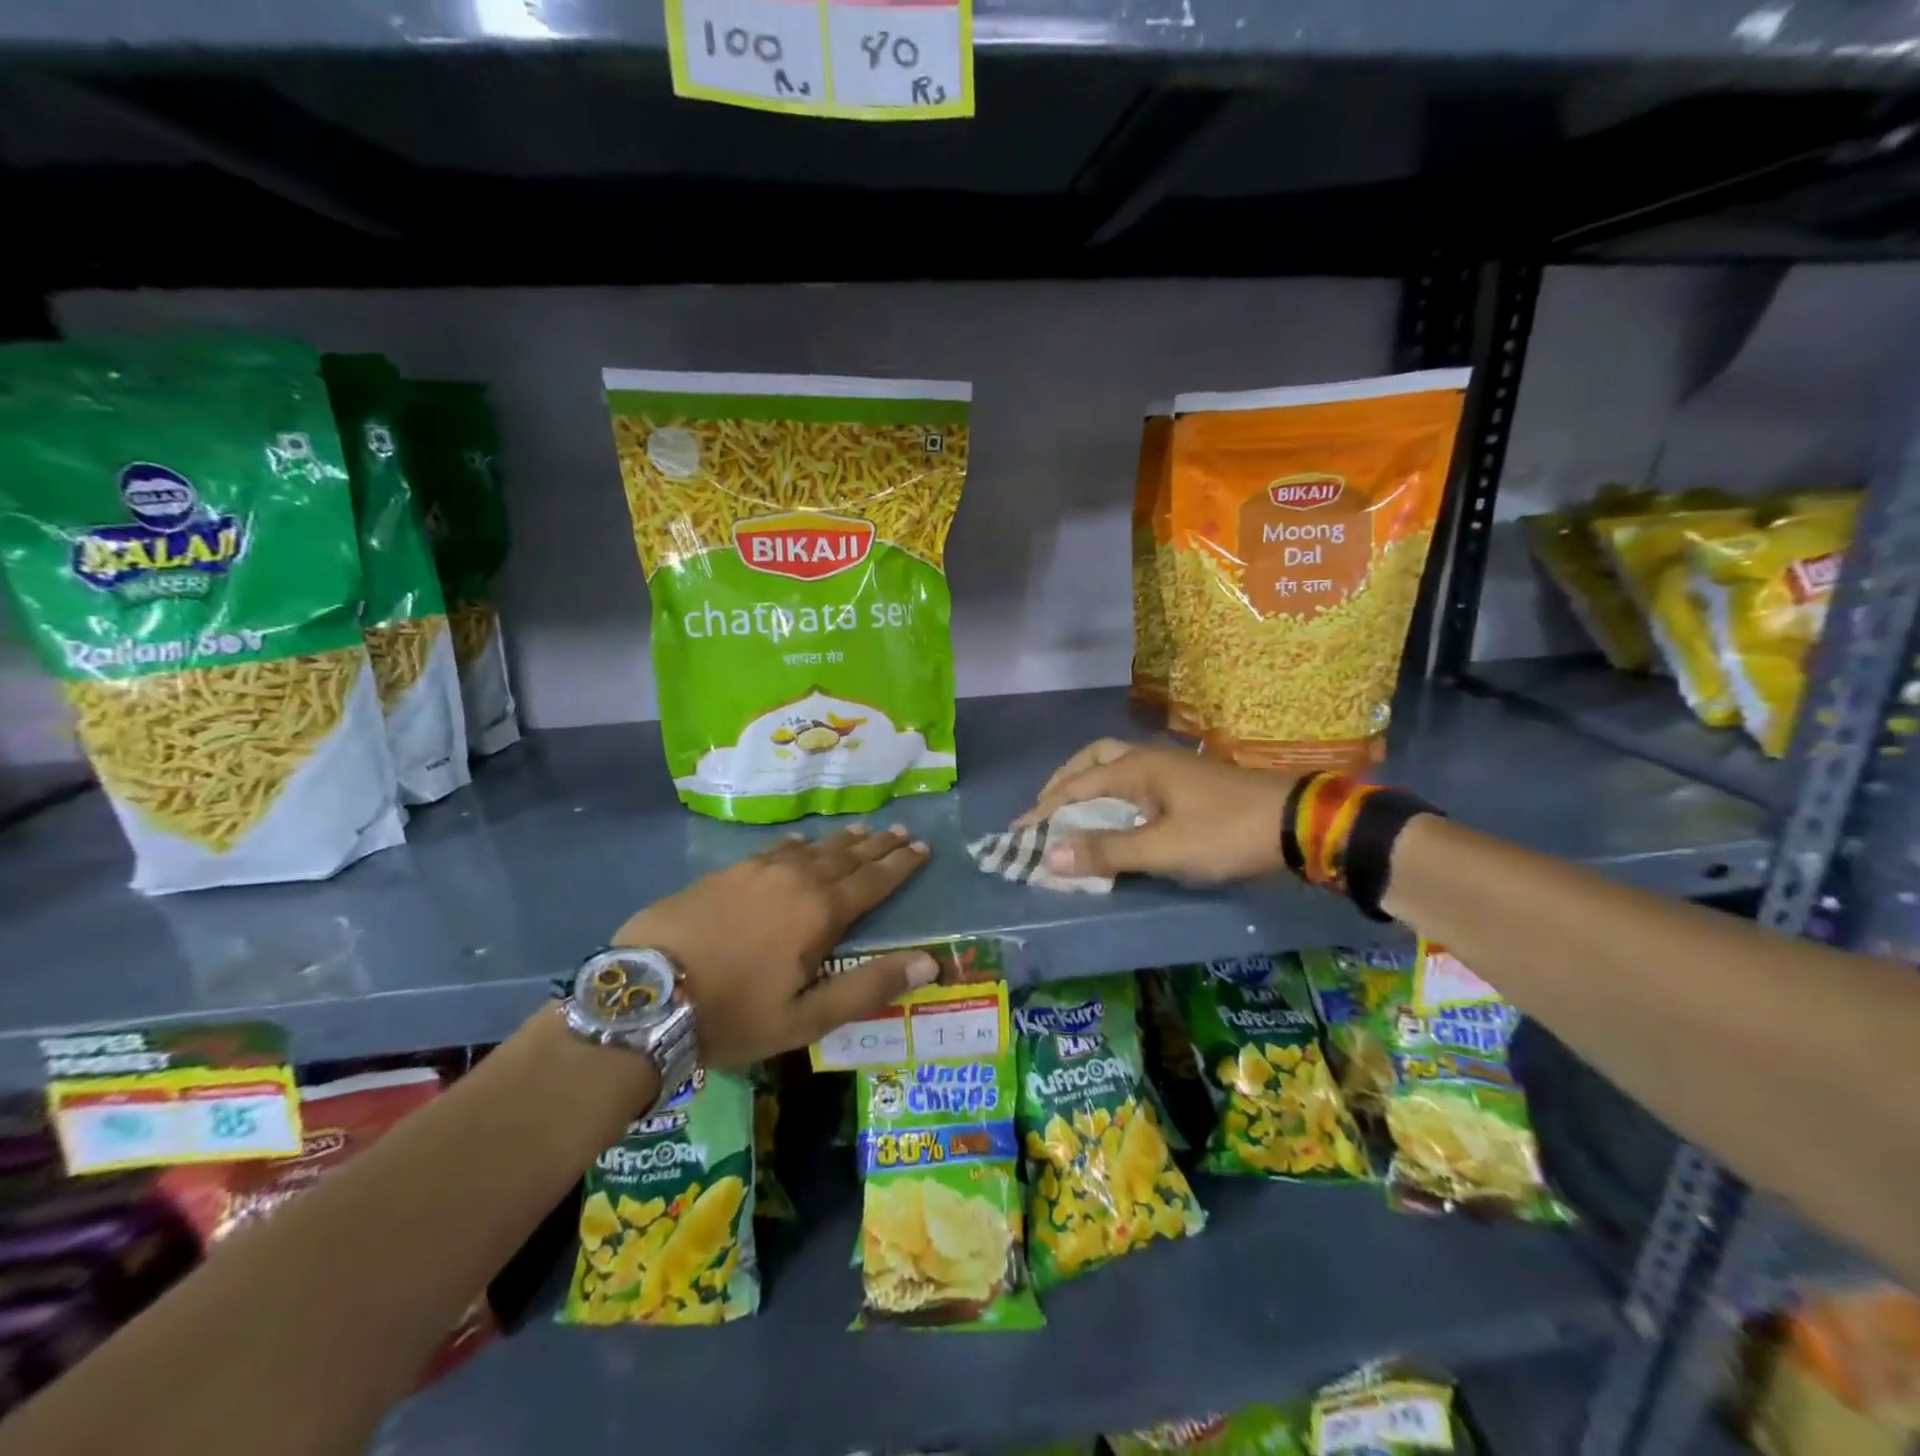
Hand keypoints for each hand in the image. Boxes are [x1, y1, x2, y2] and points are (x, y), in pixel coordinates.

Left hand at [611, 825, 935, 1069]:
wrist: (646, 995)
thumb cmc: (734, 1013)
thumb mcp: (807, 1017)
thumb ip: (868, 986)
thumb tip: (929, 962)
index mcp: (821, 912)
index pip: (873, 881)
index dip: (901, 865)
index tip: (923, 848)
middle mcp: (796, 880)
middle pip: (847, 857)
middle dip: (878, 846)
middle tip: (902, 832)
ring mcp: (758, 871)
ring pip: (813, 848)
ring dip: (842, 841)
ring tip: (863, 831)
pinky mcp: (726, 873)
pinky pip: (775, 849)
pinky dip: (797, 844)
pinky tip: (801, 840)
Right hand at [1016, 739, 1295, 883]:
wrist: (1297, 823)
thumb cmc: (1226, 833)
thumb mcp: (1163, 848)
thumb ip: (1107, 851)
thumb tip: (1049, 856)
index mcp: (1137, 768)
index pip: (1075, 786)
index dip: (1044, 810)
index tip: (1018, 832)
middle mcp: (1148, 760)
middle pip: (1092, 759)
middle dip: (1063, 783)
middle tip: (1044, 811)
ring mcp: (1171, 770)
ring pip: (1115, 766)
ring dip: (1088, 785)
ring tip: (1074, 813)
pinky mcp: (1187, 785)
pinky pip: (1134, 781)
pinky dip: (1112, 794)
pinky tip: (1117, 816)